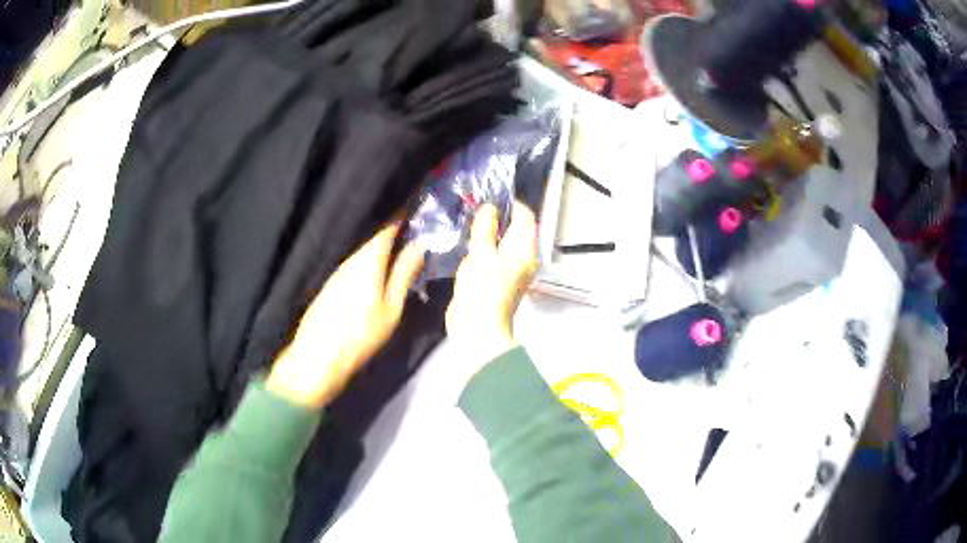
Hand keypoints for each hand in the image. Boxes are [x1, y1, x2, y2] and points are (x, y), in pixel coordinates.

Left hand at [267, 223, 423, 407]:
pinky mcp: (329, 283)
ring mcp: (337, 270)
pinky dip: (366, 260)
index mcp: (368, 258)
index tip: (418, 211)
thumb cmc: (361, 334)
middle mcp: (350, 257)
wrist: (318, 357)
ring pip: (362, 249)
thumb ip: (404, 273)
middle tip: (414, 230)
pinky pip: (352, 262)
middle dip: (392, 231)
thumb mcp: (391, 307)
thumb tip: (420, 244)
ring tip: (399, 248)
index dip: (402, 216)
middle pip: (372, 236)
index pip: (387, 226)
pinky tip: (375, 268)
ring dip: (379, 246)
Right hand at [446, 202, 538, 368]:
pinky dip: (482, 248)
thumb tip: (489, 208)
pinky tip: (466, 245)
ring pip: (502, 243)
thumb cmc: (483, 289)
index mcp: (525, 249)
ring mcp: (510, 270)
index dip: (510, 203)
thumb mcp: (481, 253)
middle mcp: (523, 258)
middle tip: (473, 208)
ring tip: (467, 223)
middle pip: (515, 229)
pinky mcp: (497, 280)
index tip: (487, 197)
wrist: (477, 328)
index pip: (525, 216)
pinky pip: (493, 257)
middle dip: (496, 217)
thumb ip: (486, 227)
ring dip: (487, 233)